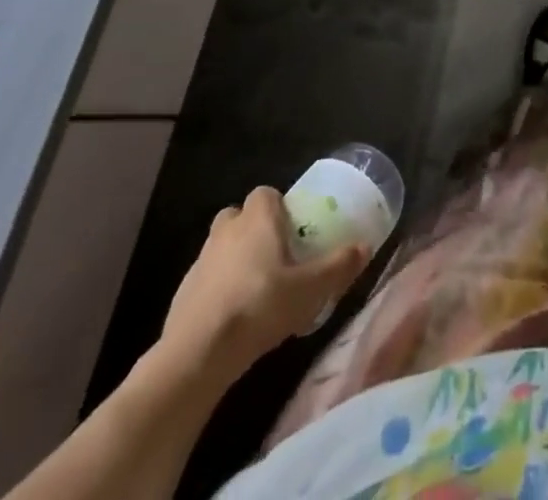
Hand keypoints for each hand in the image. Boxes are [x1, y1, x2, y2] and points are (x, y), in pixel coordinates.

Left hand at [158, 187, 367, 385]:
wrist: (197, 354)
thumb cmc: (260, 305)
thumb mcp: (311, 289)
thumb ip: (339, 265)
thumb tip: (365, 247)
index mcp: (257, 219)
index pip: (266, 193)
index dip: (279, 207)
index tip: (293, 228)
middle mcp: (226, 231)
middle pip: (240, 217)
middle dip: (254, 230)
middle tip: (276, 255)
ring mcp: (200, 262)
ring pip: (222, 248)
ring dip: (236, 260)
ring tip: (257, 290)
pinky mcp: (182, 293)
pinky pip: (207, 279)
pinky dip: (219, 289)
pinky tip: (234, 317)